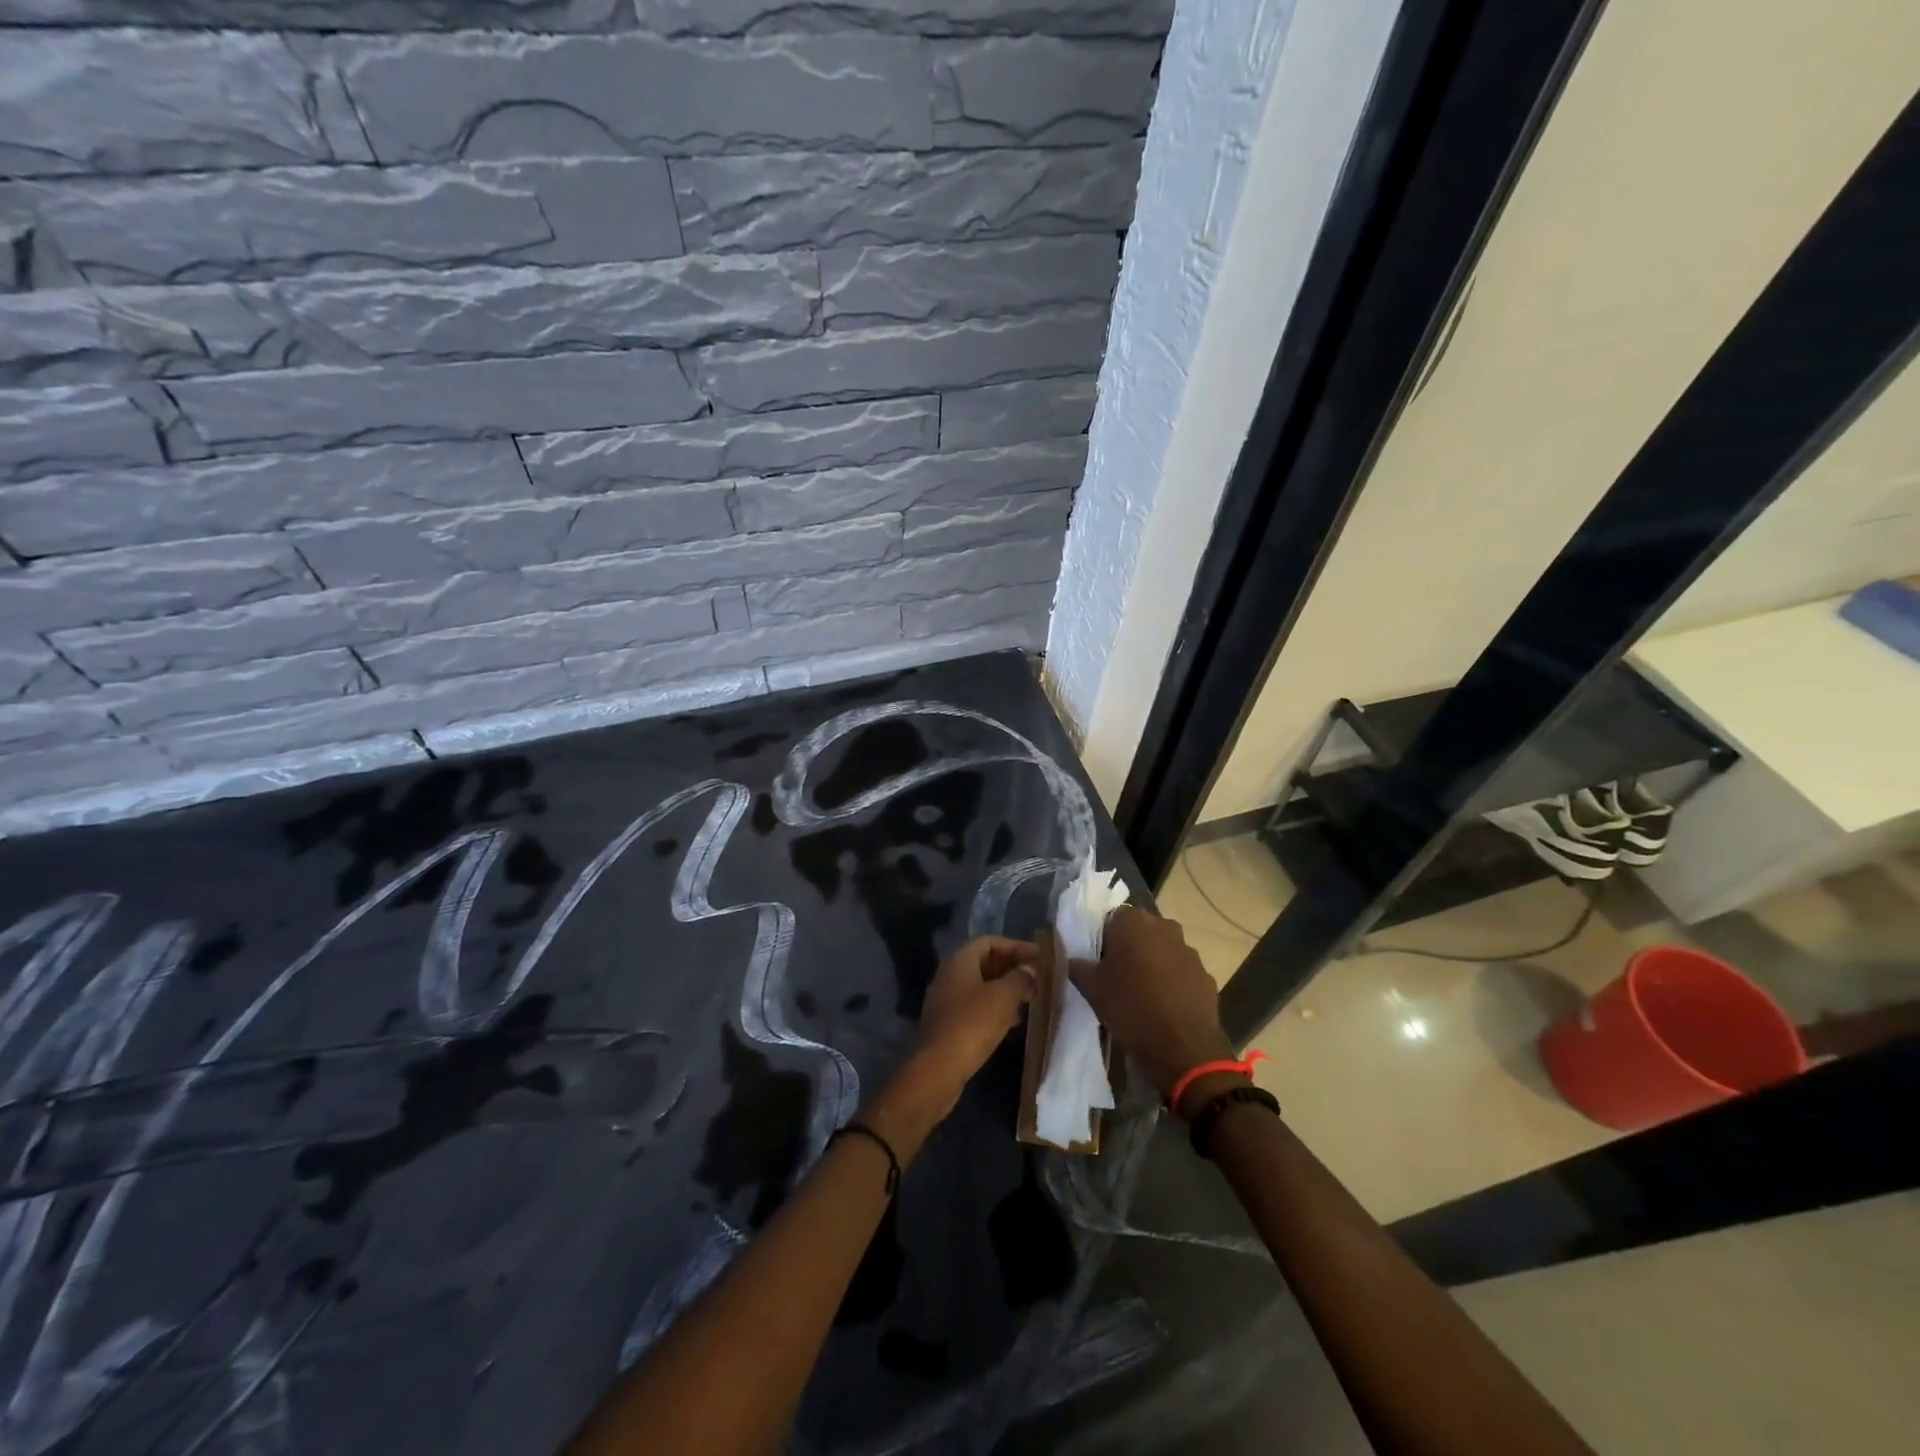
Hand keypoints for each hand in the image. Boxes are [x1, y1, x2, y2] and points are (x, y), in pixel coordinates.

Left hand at [913, 935, 1037, 1089]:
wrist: (937, 1069)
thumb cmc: (972, 1024)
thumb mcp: (1003, 997)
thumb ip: (1020, 977)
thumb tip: (1030, 969)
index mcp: (959, 961)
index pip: (990, 941)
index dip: (1016, 946)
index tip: (1039, 957)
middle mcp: (949, 975)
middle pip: (985, 962)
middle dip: (1012, 968)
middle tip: (1037, 978)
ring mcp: (946, 1001)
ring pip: (981, 986)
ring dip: (1005, 989)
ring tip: (1030, 999)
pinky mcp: (948, 1024)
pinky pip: (976, 1007)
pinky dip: (995, 1008)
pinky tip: (1013, 1022)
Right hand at [1069, 907, 1235, 1104]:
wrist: (1182, 1049)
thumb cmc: (1130, 1008)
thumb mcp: (1091, 988)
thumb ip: (1078, 966)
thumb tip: (1073, 960)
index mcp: (1134, 922)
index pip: (1112, 918)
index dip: (1104, 940)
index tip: (1099, 963)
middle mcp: (1164, 927)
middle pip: (1140, 932)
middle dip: (1130, 949)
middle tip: (1117, 977)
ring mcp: (1189, 951)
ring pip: (1163, 951)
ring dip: (1153, 965)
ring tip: (1142, 995)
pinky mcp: (1206, 975)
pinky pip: (1182, 972)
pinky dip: (1173, 983)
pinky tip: (1164, 1007)